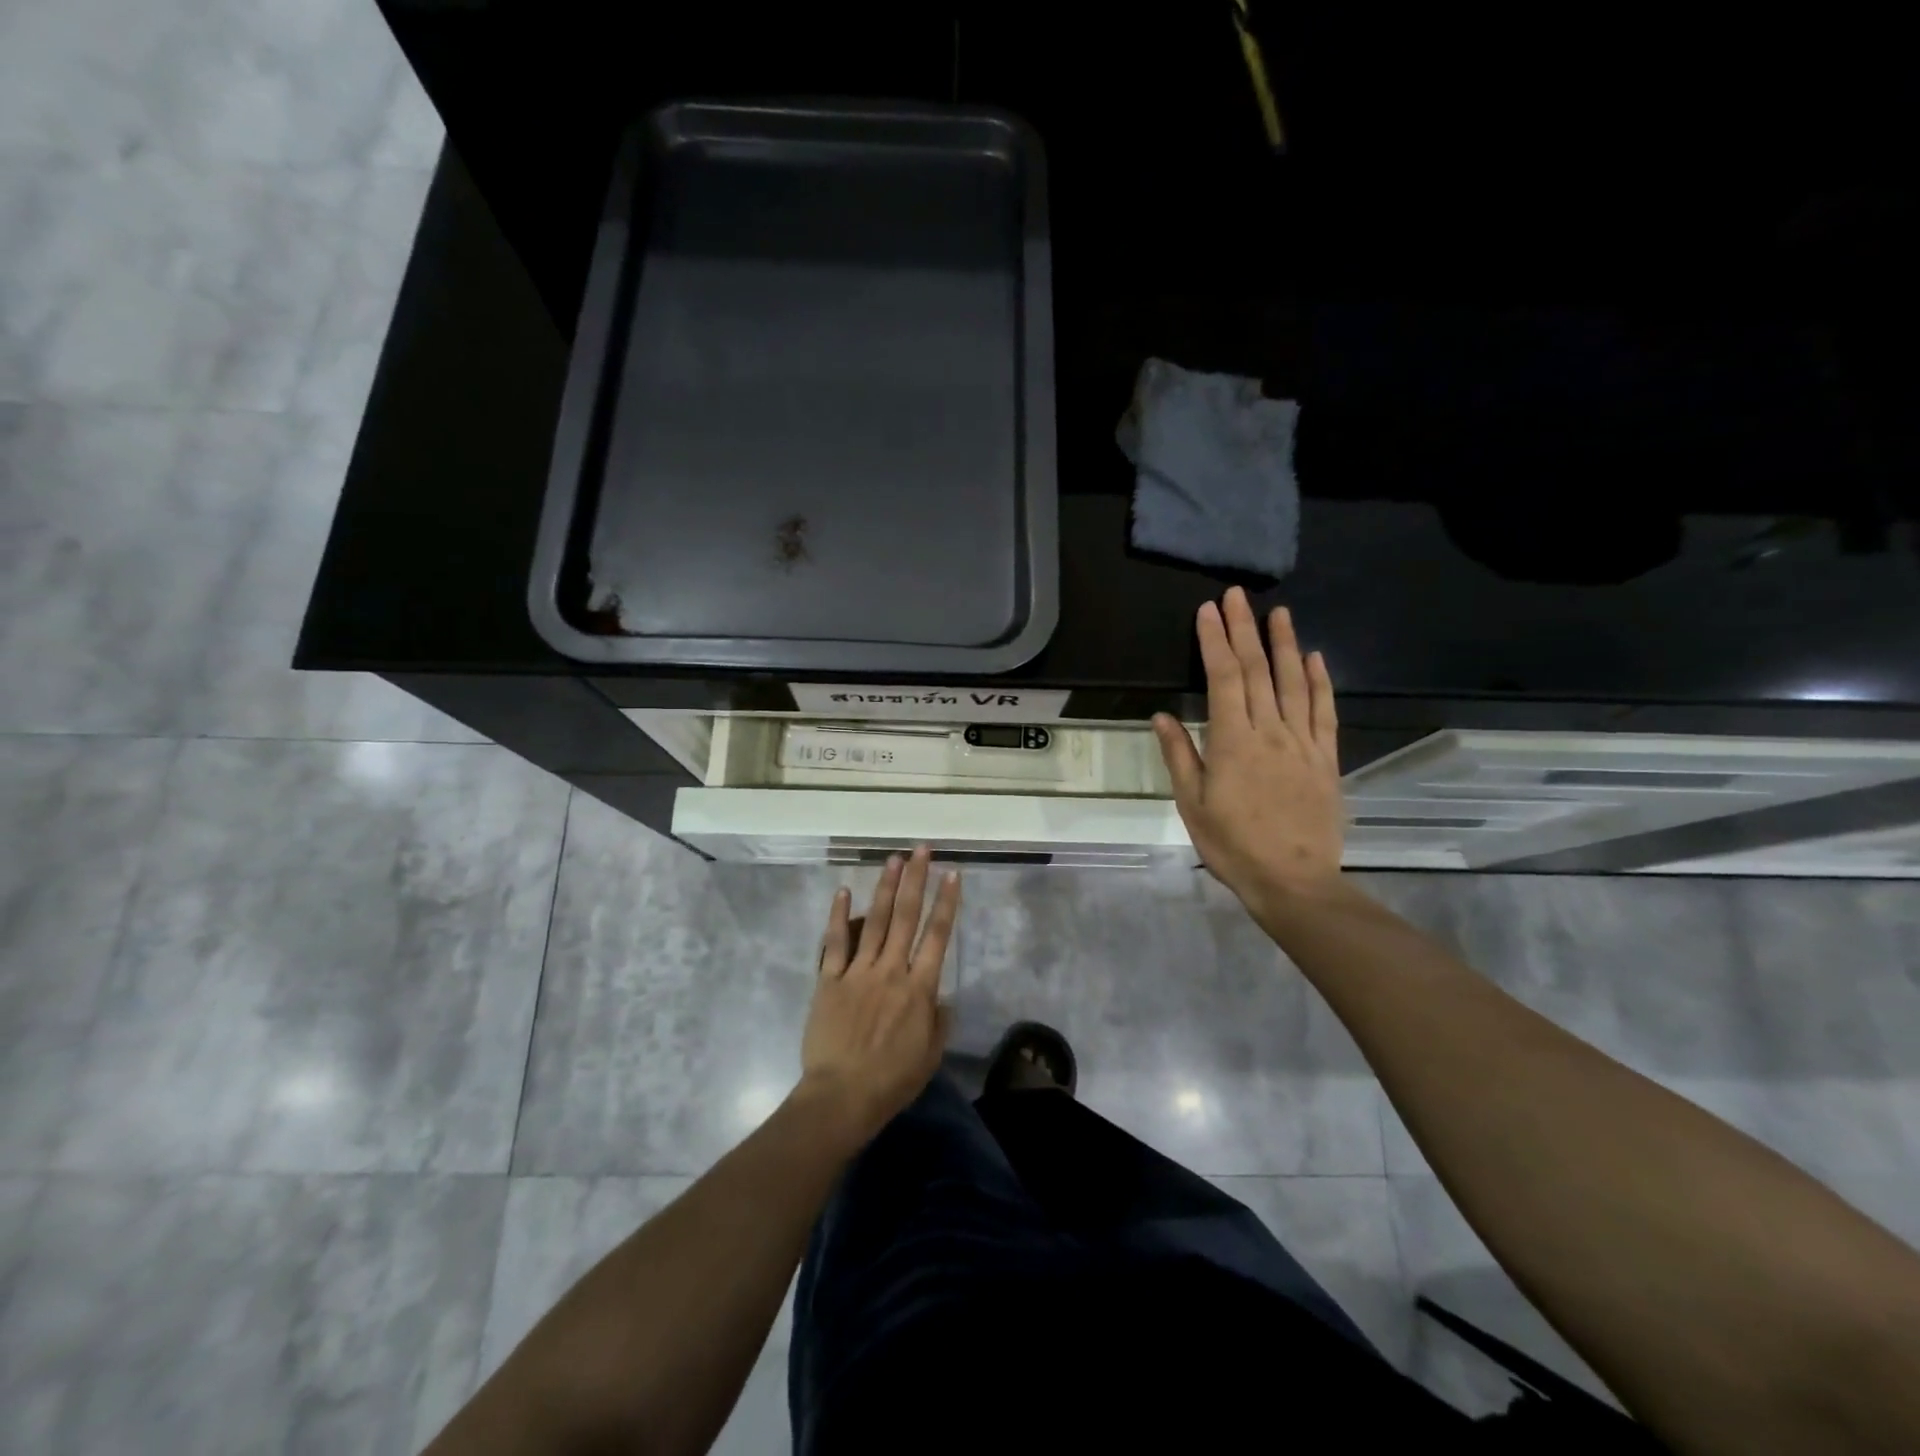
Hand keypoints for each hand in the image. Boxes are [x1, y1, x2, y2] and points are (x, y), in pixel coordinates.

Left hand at [798, 846, 958, 1142]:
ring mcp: (858, 972)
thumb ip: (939, 1022)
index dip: (947, 903)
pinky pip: (834, 943)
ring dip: (885, 888)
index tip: (952, 874)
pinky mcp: (830, 980)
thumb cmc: (891, 1082)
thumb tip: (941, 997)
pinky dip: (838, 916)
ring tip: (893, 859)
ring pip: (875, 921)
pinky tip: (842, 891)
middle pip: (906, 917)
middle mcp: (891, 971)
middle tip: (922, 850)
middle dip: (916, 880)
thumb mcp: (929, 1057)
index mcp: (919, 989)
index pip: (937, 936)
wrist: (841, 1097)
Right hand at [1153, 587, 1344, 927]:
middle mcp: (1270, 732)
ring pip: (1293, 683)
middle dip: (1245, 630)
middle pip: (1257, 670)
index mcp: (1233, 742)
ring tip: (1278, 612)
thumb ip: (1180, 755)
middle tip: (1237, 596)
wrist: (1293, 881)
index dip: (1215, 641)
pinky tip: (1315, 658)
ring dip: (1284, 644)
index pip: (1224, 678)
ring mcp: (1303, 743)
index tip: (1208, 611)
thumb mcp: (1193, 805)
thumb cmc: (1232, 845)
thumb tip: (1162, 716)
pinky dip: (1320, 682)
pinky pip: (1325, 712)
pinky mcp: (1326, 758)